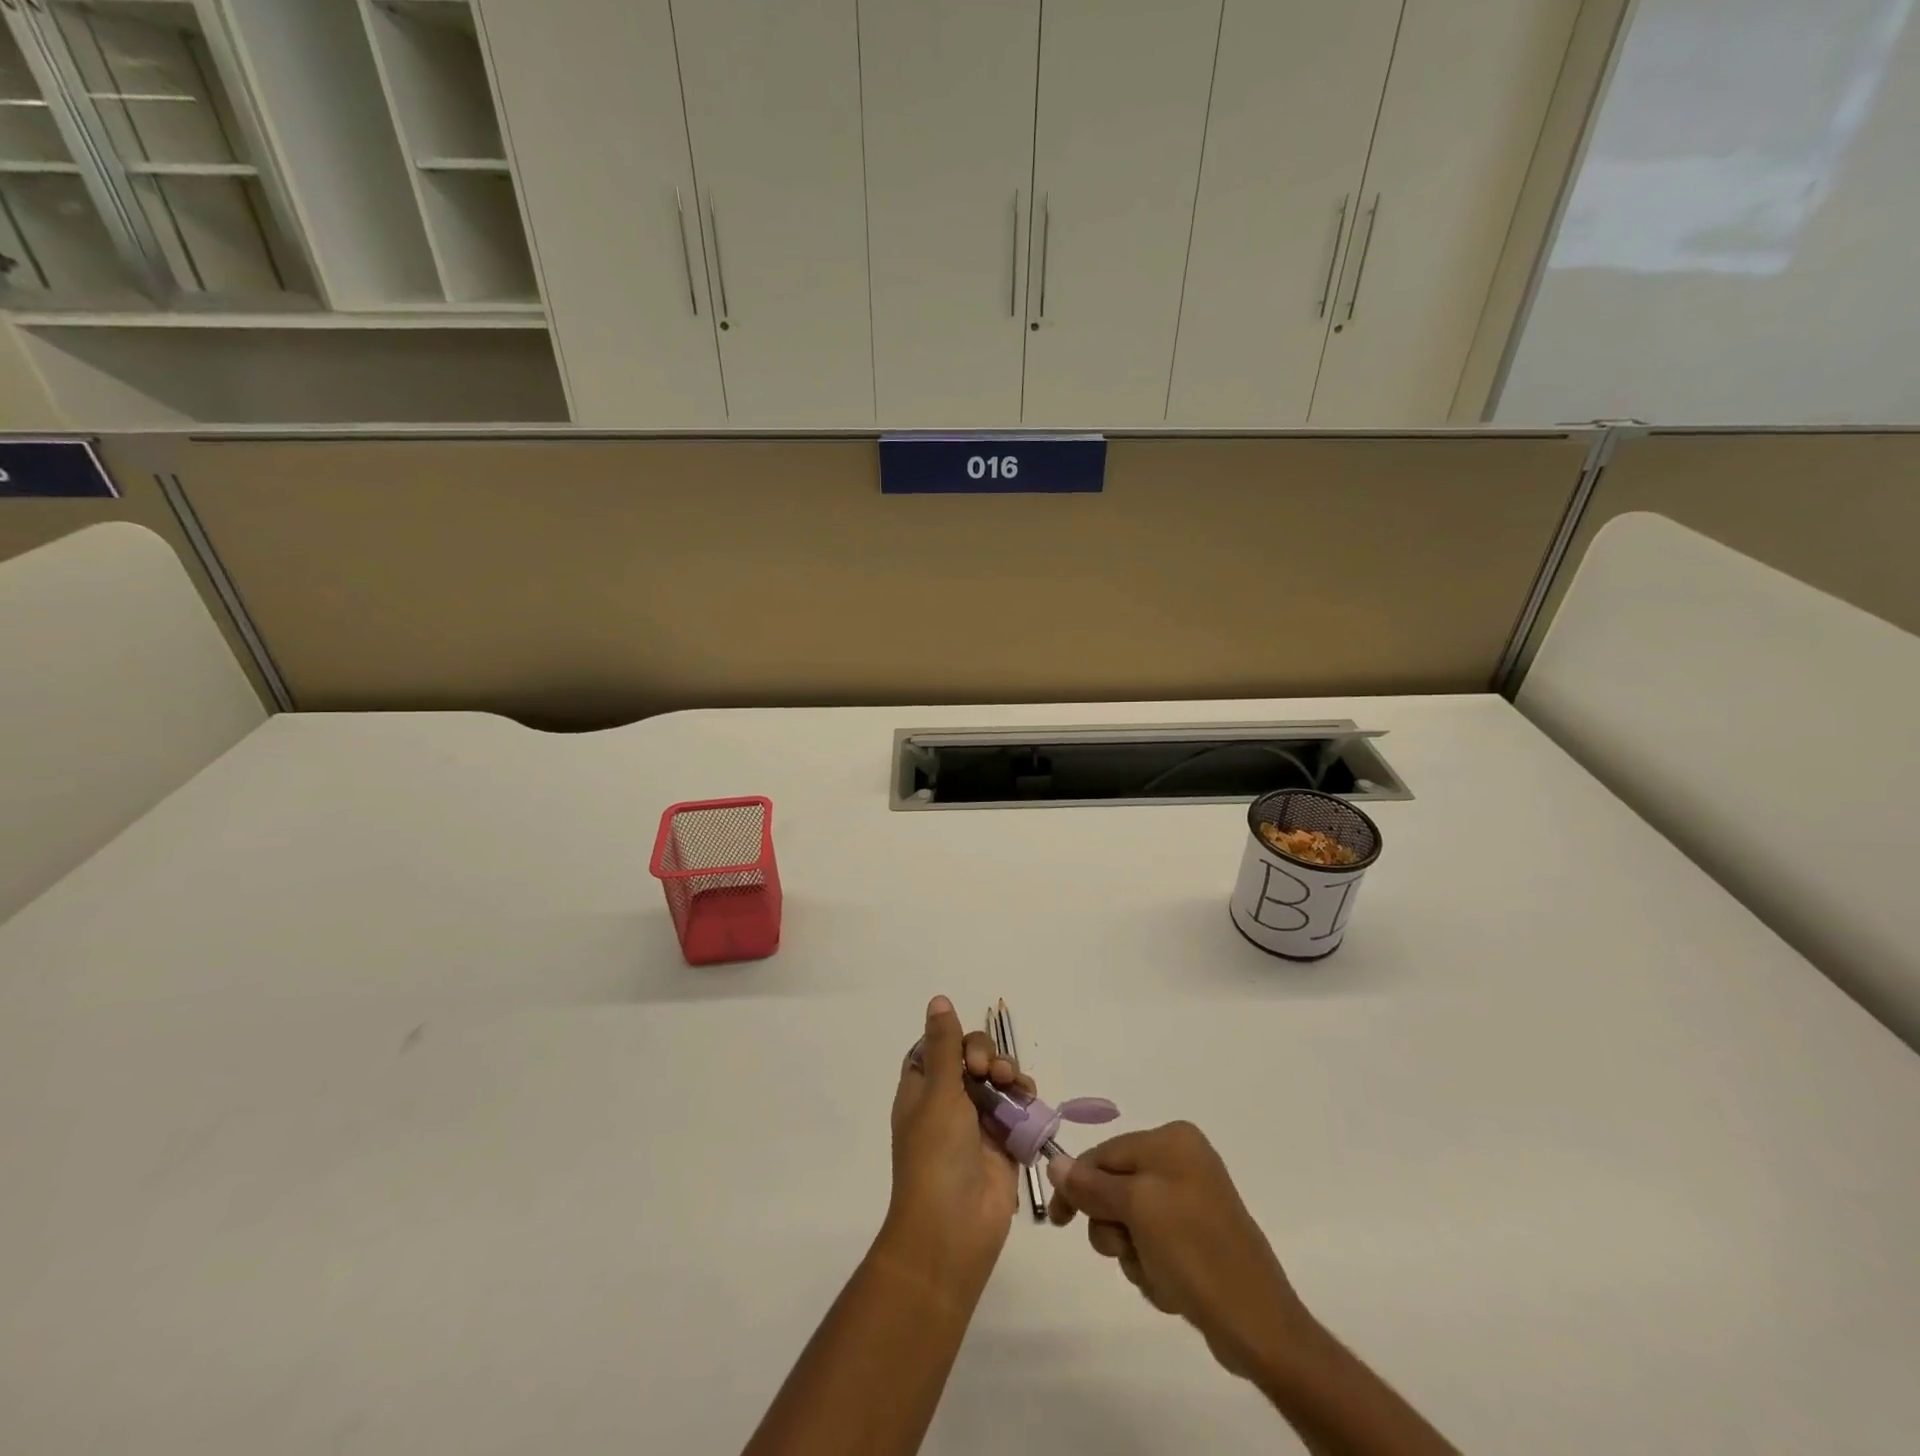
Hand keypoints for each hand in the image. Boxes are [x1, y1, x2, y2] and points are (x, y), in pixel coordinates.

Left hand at [884, 995, 1034, 1294]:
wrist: (953, 1229)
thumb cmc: (936, 1155)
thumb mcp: (938, 1092)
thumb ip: (944, 1044)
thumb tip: (938, 999)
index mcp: (921, 1089)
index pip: (937, 1047)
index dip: (954, 1040)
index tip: (966, 1051)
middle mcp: (947, 1102)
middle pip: (972, 1059)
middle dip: (987, 1056)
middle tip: (990, 1071)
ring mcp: (976, 1123)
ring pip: (998, 1080)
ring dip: (1009, 1074)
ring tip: (1014, 1086)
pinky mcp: (1003, 1143)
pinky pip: (1017, 1108)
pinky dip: (1025, 1099)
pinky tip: (1030, 1099)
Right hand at [1047, 1121, 1313, 1380]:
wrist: (1258, 1325)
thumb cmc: (1194, 1253)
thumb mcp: (1136, 1210)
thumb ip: (1092, 1186)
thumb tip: (1055, 1165)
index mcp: (1171, 1141)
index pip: (1104, 1154)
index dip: (1077, 1186)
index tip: (1058, 1221)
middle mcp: (1182, 1160)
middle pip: (1115, 1188)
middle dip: (1114, 1227)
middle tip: (1127, 1250)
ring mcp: (1192, 1199)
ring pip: (1131, 1221)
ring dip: (1134, 1253)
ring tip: (1157, 1274)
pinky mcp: (1198, 1236)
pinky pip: (1154, 1243)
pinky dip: (1153, 1266)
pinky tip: (1172, 1286)